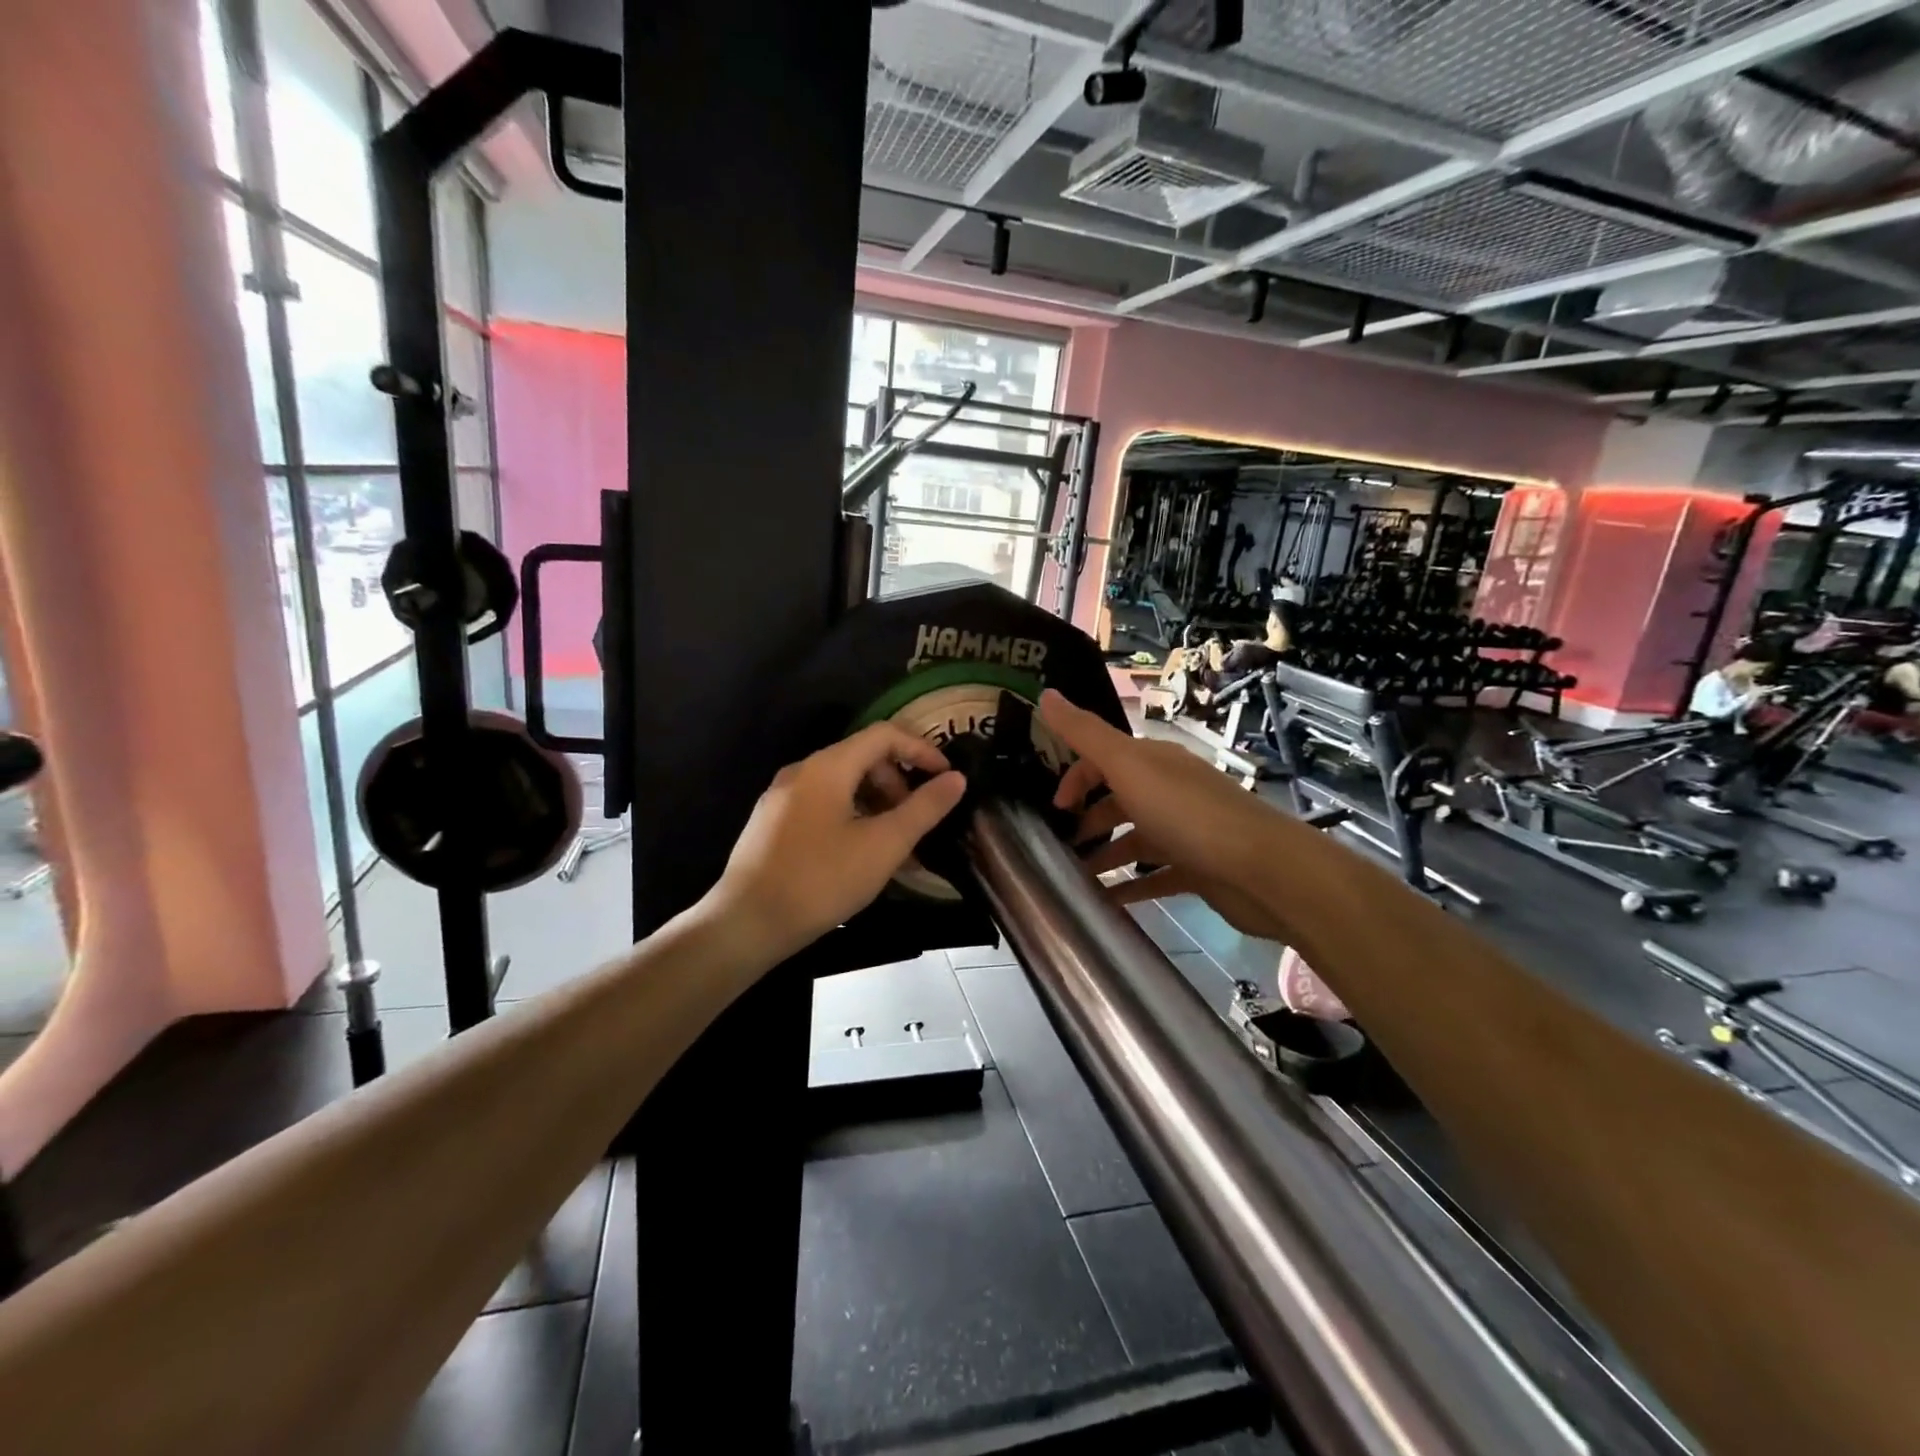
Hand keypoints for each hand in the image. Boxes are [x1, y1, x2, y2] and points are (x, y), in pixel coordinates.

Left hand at [708, 723, 966, 962]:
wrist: (746, 924)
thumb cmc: (820, 880)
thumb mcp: (883, 845)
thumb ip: (924, 808)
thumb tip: (956, 778)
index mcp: (828, 766)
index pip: (884, 735)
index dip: (921, 750)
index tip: (946, 779)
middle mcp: (802, 771)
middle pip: (862, 758)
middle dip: (898, 782)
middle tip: (917, 820)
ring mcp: (783, 797)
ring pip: (843, 785)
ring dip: (877, 804)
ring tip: (895, 845)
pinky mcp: (773, 824)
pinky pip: (823, 806)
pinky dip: (852, 817)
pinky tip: (861, 855)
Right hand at [1039, 690, 1292, 941]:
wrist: (1262, 871)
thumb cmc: (1188, 813)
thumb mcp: (1128, 766)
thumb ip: (1085, 734)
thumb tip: (1045, 694)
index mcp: (1152, 762)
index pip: (1103, 760)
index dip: (1075, 779)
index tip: (1053, 809)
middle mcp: (1168, 791)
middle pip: (1118, 800)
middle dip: (1087, 820)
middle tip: (1057, 848)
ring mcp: (1184, 831)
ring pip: (1134, 839)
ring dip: (1104, 855)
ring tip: (1073, 878)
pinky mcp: (1196, 870)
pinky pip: (1153, 876)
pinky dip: (1128, 887)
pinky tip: (1104, 901)